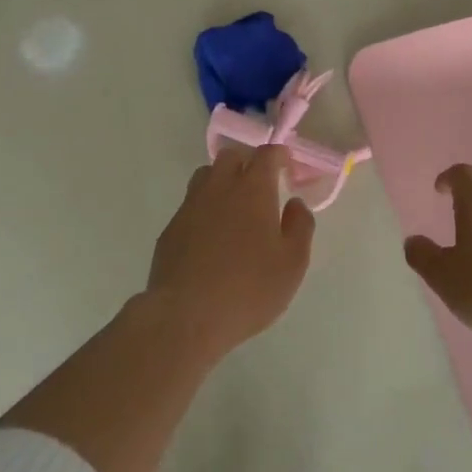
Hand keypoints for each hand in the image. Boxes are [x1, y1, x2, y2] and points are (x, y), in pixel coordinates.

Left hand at [148, 145, 315, 361]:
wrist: (186, 317)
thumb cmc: (249, 289)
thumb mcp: (292, 263)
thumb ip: (300, 226)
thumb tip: (295, 203)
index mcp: (253, 190)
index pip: (266, 154)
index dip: (279, 155)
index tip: (286, 165)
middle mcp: (219, 188)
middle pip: (231, 156)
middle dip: (248, 162)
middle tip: (261, 184)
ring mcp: (190, 207)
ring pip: (206, 176)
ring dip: (222, 181)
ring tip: (234, 206)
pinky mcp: (170, 229)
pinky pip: (190, 205)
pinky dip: (204, 209)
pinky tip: (211, 236)